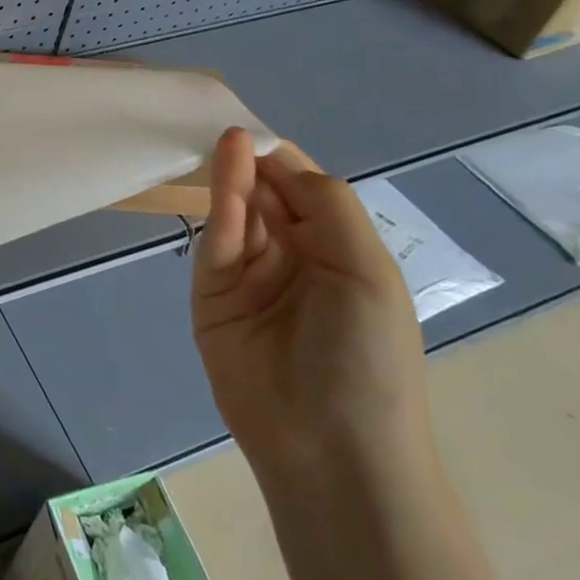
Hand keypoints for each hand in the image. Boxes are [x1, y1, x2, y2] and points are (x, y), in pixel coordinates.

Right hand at [191, 129, 432, 484]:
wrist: (329, 449)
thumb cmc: (367, 358)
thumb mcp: (368, 273)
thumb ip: (328, 207)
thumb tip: (278, 161)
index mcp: (337, 251)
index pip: (305, 189)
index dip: (283, 160)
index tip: (258, 130)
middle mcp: (292, 256)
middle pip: (266, 195)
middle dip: (253, 162)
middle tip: (230, 130)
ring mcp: (248, 276)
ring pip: (238, 214)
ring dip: (233, 178)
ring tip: (226, 142)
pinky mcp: (211, 295)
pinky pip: (216, 244)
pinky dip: (218, 211)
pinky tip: (223, 181)